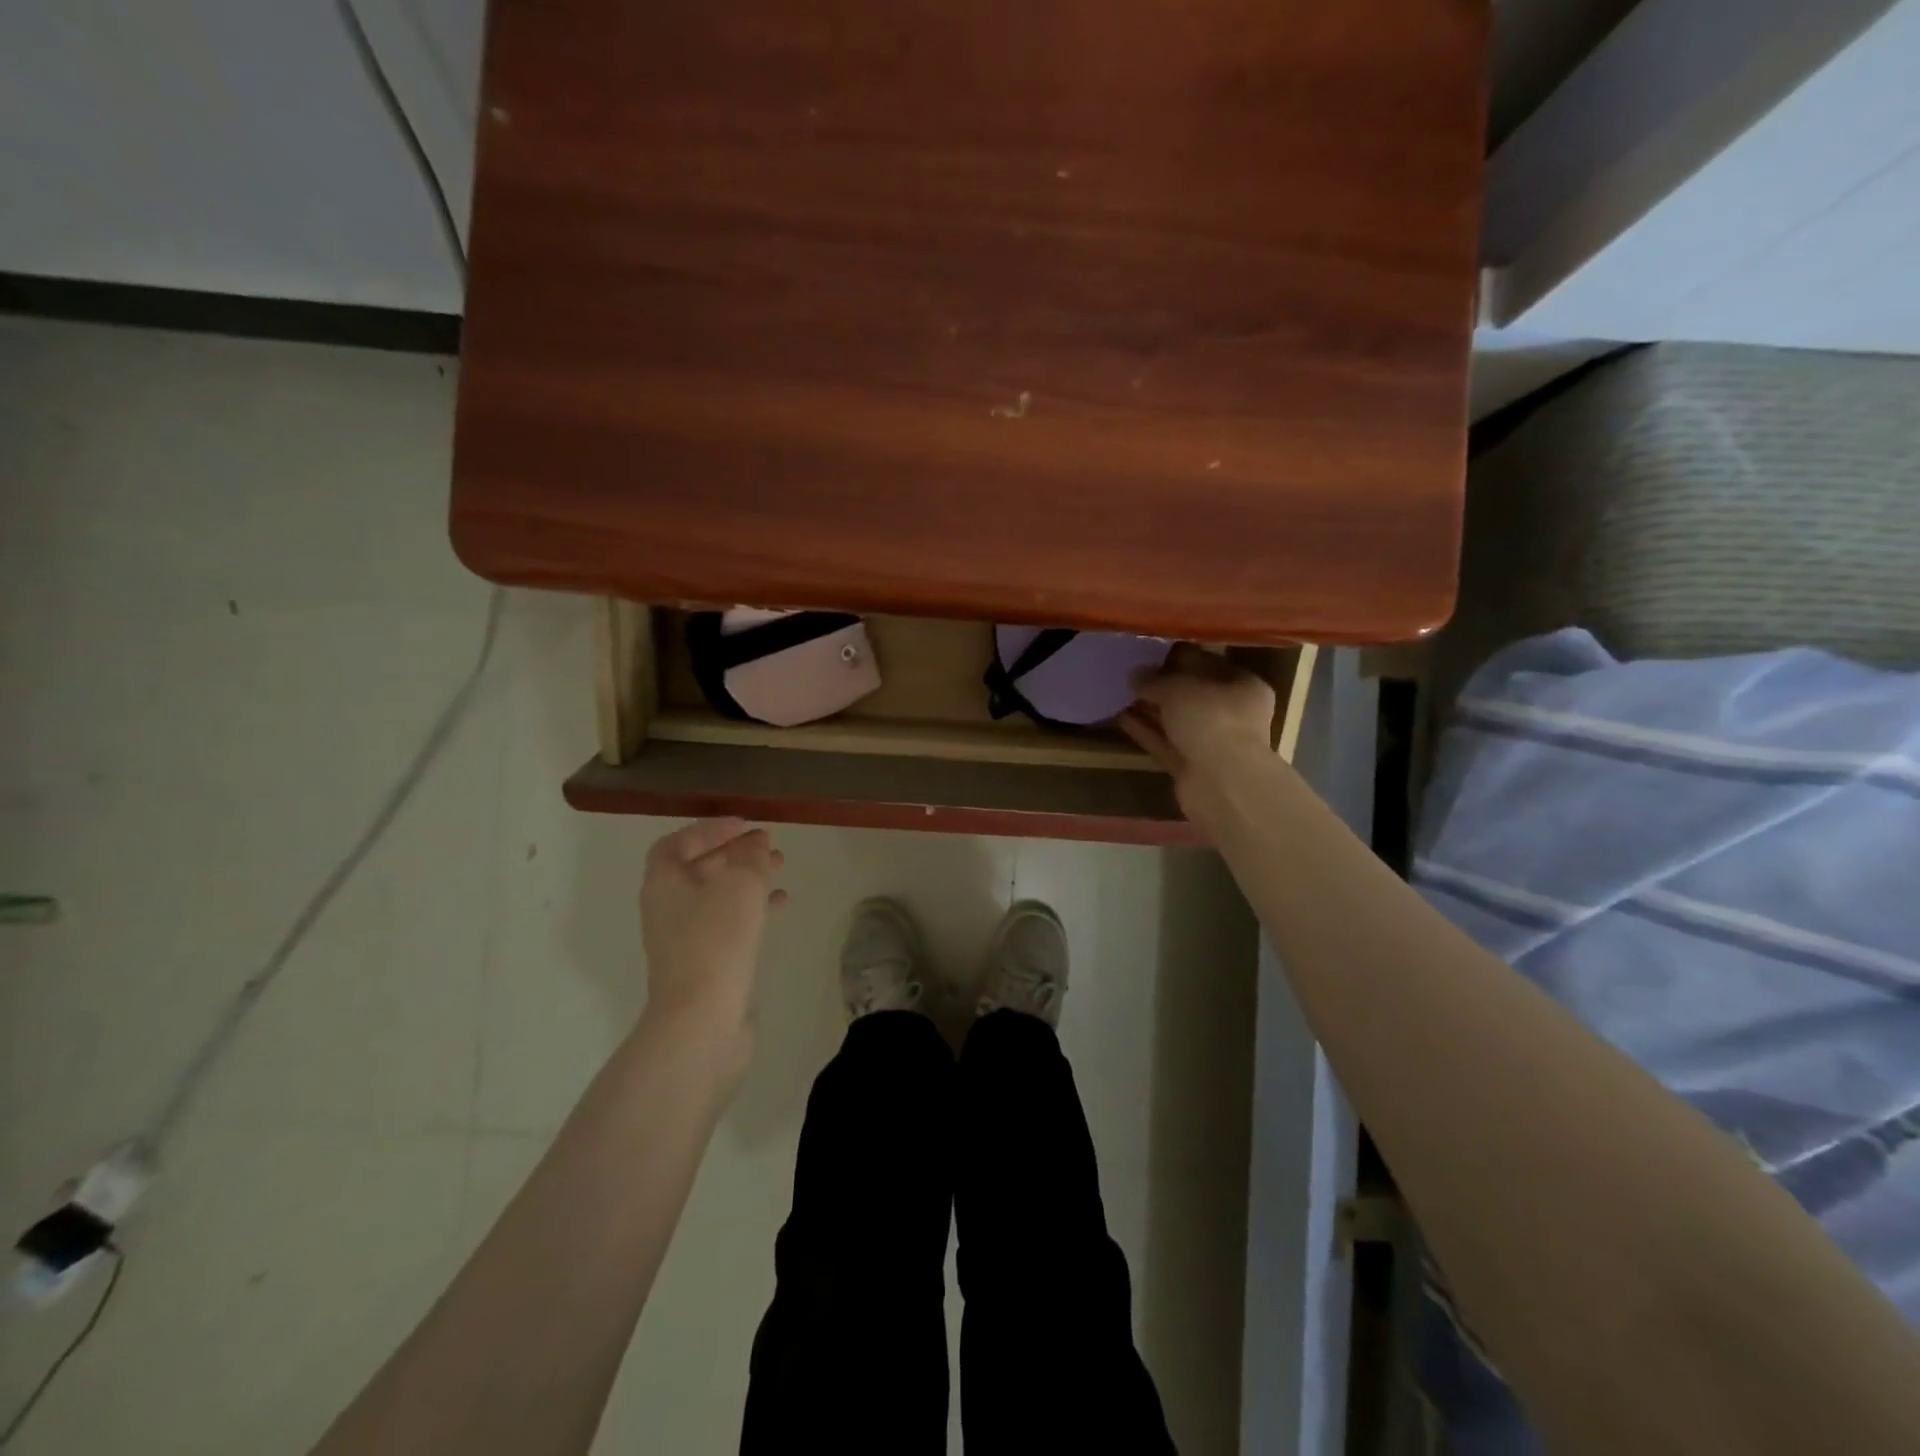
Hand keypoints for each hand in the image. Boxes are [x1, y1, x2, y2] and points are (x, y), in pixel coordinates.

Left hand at [639, 819, 786, 1049]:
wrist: (700, 1020)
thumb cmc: (716, 940)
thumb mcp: (741, 885)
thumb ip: (751, 858)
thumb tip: (756, 844)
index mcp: (664, 882)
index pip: (679, 842)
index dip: (710, 829)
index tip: (744, 824)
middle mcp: (667, 907)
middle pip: (699, 868)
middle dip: (734, 852)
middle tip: (768, 843)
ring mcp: (683, 938)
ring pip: (716, 895)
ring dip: (746, 877)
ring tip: (780, 867)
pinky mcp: (703, 963)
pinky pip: (727, 923)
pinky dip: (751, 908)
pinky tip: (779, 904)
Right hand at [1119, 644, 1276, 821]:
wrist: (1223, 783)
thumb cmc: (1211, 720)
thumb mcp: (1178, 689)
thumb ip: (1154, 680)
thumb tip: (1134, 675)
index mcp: (1242, 685)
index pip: (1207, 663)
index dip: (1176, 656)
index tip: (1147, 650)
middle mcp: (1232, 712)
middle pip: (1191, 693)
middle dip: (1161, 685)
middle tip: (1129, 672)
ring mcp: (1212, 742)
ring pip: (1176, 720)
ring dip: (1150, 708)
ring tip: (1119, 692)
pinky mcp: (1192, 766)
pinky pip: (1165, 742)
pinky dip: (1146, 731)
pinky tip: (1120, 717)